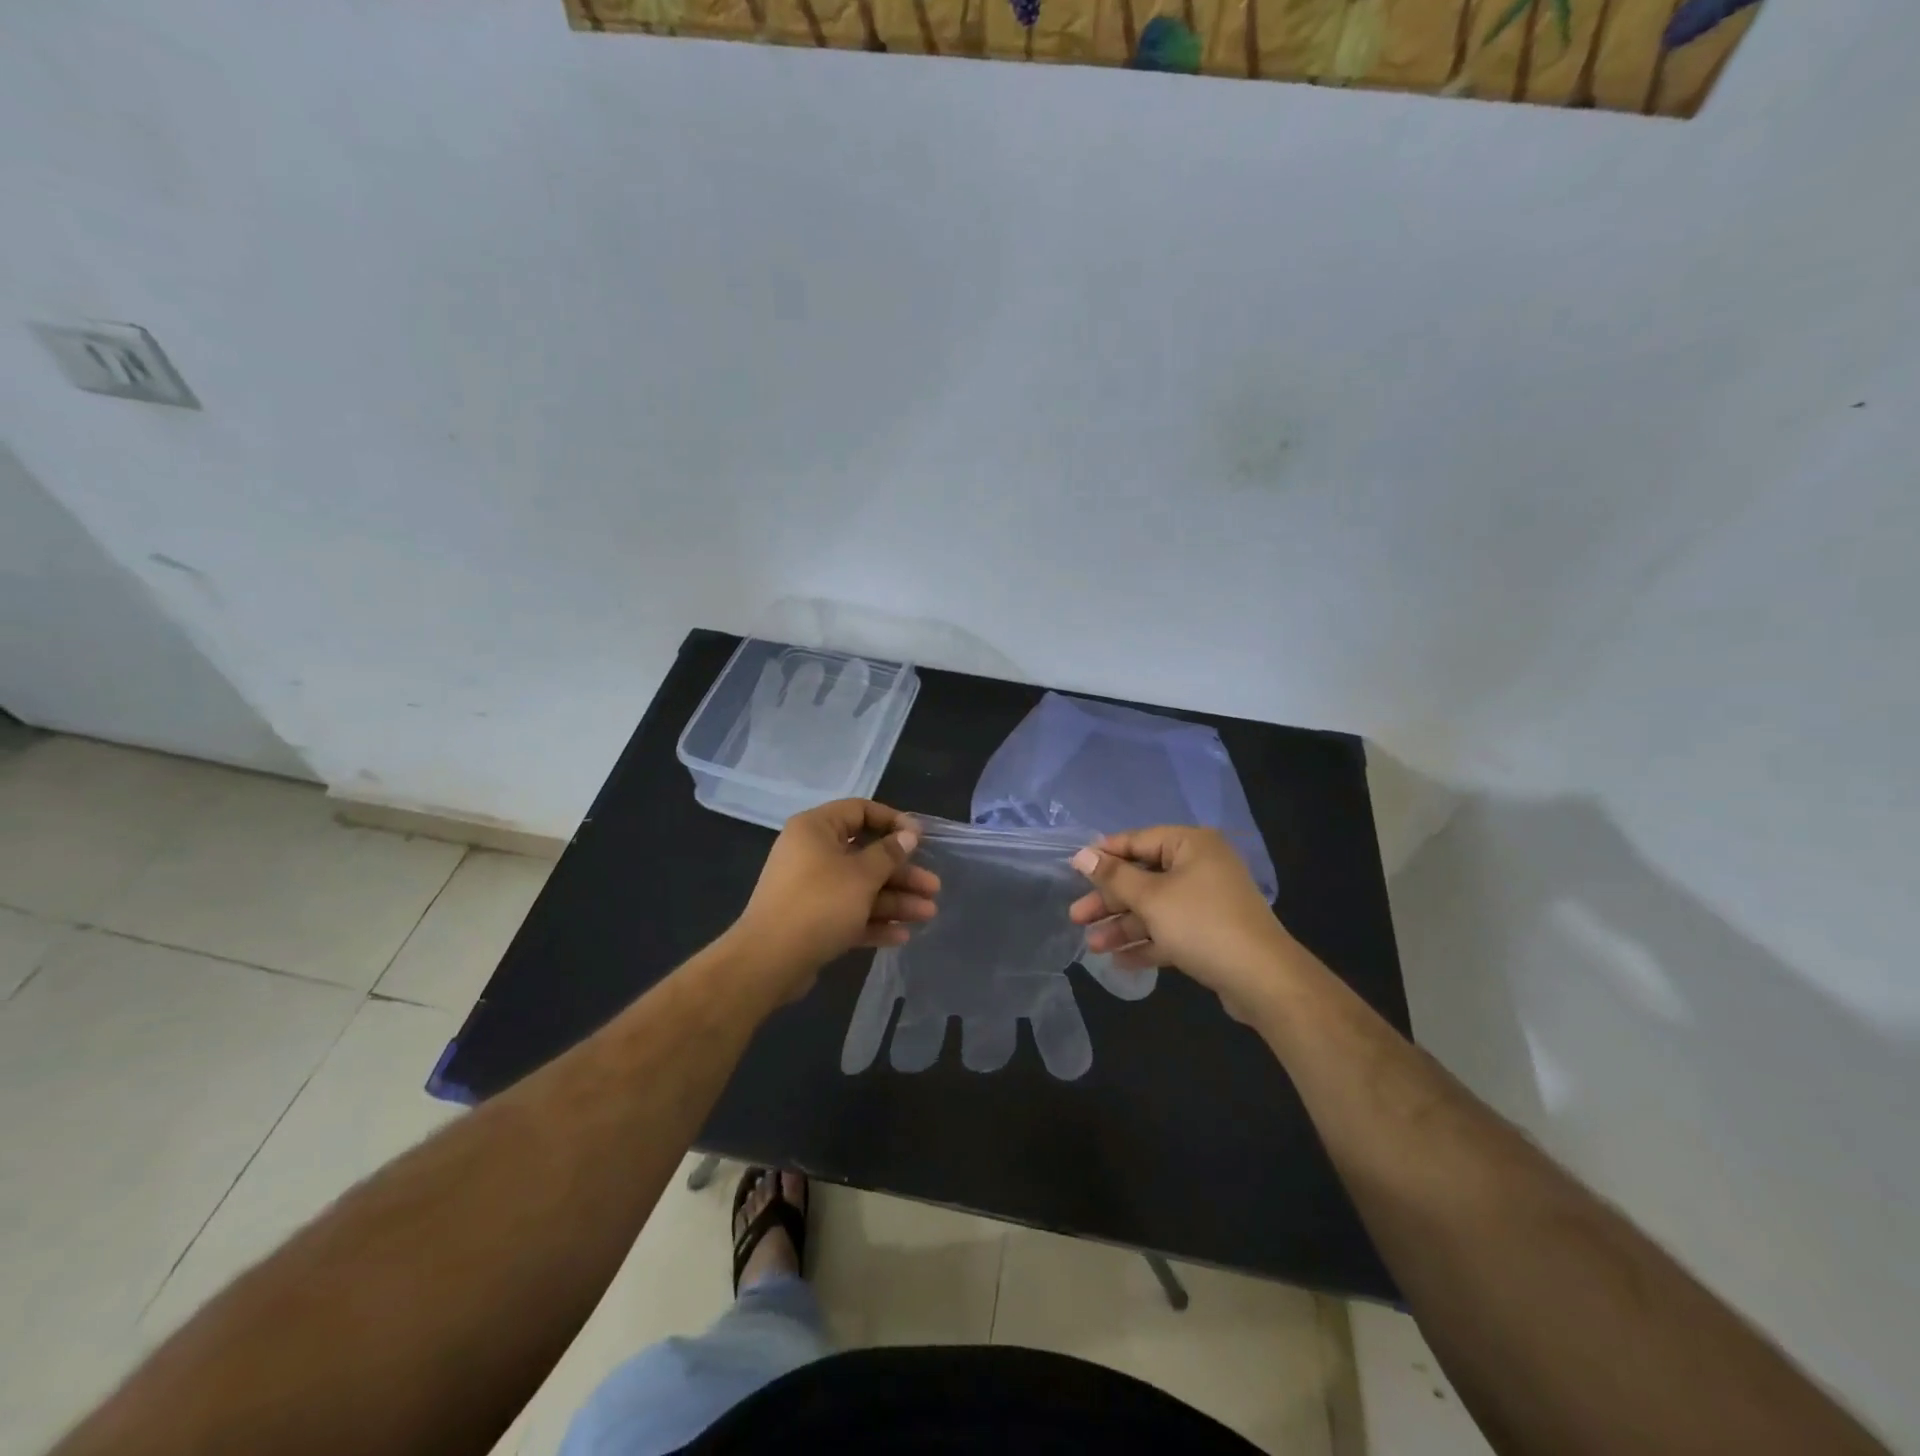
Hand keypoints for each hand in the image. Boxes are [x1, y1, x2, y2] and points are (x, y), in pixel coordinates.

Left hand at [730, 799, 940, 998]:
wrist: (769, 961)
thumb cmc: (819, 904)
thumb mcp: (861, 875)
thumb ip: (888, 854)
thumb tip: (908, 835)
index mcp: (816, 829)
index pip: (860, 811)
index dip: (893, 822)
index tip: (920, 838)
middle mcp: (811, 853)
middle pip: (866, 855)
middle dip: (902, 873)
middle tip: (933, 887)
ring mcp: (810, 889)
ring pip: (861, 887)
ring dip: (895, 900)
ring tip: (928, 914)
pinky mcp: (812, 921)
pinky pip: (849, 913)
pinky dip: (873, 921)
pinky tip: (902, 935)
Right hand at [1068, 827, 1299, 1021]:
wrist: (1263, 980)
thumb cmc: (1202, 924)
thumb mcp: (1151, 898)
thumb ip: (1114, 876)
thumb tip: (1081, 854)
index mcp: (1191, 845)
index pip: (1138, 841)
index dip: (1104, 856)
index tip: (1073, 871)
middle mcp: (1200, 867)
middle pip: (1143, 877)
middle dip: (1109, 900)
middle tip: (1076, 917)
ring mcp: (1207, 902)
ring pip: (1154, 908)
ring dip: (1123, 926)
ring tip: (1093, 946)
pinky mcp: (1210, 934)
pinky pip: (1170, 931)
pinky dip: (1146, 943)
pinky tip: (1119, 961)